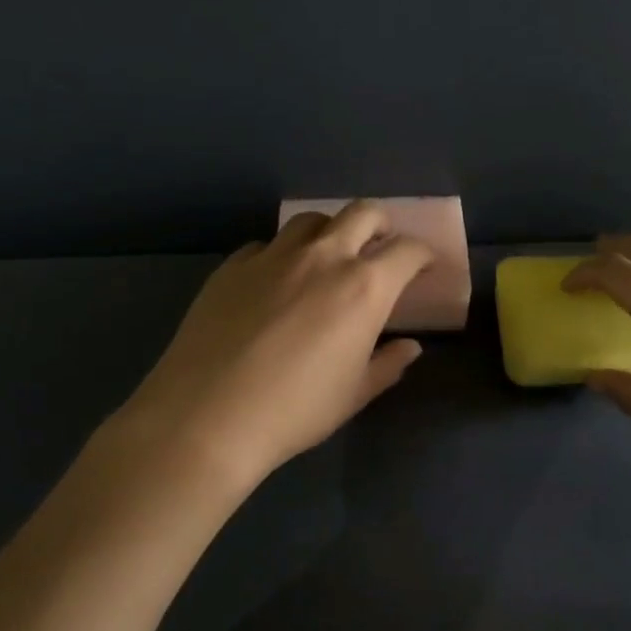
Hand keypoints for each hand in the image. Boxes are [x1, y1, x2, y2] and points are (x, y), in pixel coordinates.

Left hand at [102, 201, 431, 497]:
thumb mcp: (354, 394)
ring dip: (331, 232)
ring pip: (312, 220)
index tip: (423, 267)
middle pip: (363, 213)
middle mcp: (324, 257)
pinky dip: (282, 254)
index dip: (422, 255)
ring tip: (327, 258)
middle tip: (380, 248)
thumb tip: (410, 347)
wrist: (206, 417)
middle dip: (381, 224)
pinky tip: (275, 282)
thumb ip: (388, 364)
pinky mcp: (234, 265)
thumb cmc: (295, 410)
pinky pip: (267, 245)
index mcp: (364, 286)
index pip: (408, 250)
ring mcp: (274, 255)